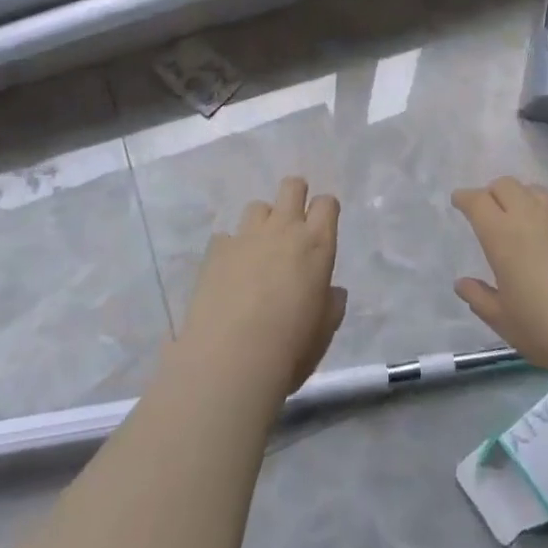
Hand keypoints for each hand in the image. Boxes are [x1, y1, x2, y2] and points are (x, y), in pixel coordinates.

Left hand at [176, 177, 347, 400]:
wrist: (230, 361)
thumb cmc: (290, 348)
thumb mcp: (324, 329)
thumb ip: (331, 303)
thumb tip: (331, 291)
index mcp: (317, 244)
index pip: (327, 203)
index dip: (325, 210)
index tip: (322, 226)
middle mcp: (284, 229)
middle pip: (292, 186)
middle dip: (295, 195)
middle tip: (292, 224)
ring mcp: (246, 236)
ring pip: (257, 206)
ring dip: (262, 222)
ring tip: (258, 250)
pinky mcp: (216, 250)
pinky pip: (227, 236)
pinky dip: (231, 248)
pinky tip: (229, 273)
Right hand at [451, 177, 547, 374]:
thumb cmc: (547, 329)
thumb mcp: (504, 321)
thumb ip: (480, 298)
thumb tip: (462, 283)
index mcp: (501, 235)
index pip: (477, 201)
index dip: (465, 198)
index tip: (460, 202)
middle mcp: (529, 214)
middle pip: (506, 185)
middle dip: (493, 193)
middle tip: (491, 212)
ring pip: (536, 189)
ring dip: (524, 197)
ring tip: (526, 217)